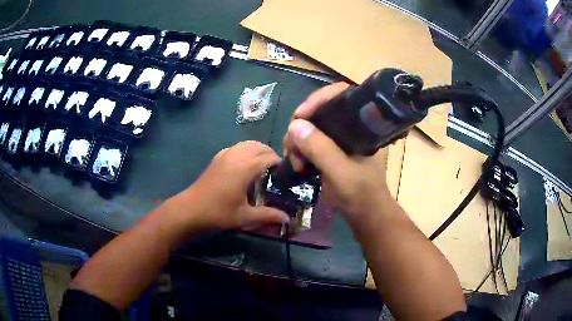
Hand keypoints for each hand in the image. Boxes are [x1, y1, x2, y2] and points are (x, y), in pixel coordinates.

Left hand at [175, 141, 289, 230]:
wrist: (191, 209)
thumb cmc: (218, 213)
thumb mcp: (245, 216)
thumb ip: (268, 215)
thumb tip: (287, 219)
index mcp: (245, 168)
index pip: (268, 157)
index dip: (279, 162)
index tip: (286, 173)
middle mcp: (236, 156)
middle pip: (259, 146)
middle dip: (270, 154)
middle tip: (276, 170)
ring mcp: (225, 155)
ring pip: (246, 144)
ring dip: (258, 150)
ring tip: (263, 164)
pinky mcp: (217, 158)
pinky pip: (235, 147)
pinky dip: (245, 150)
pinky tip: (245, 162)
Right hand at [282, 83, 392, 225]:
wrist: (365, 215)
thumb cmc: (360, 194)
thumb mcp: (341, 172)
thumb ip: (321, 149)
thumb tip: (295, 125)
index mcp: (361, 125)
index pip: (341, 95)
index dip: (319, 99)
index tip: (300, 115)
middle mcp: (349, 126)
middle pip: (319, 110)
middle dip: (301, 126)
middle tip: (291, 147)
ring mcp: (338, 138)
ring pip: (311, 126)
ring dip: (296, 141)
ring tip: (293, 162)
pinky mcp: (330, 150)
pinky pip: (309, 141)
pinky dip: (299, 150)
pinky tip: (296, 163)